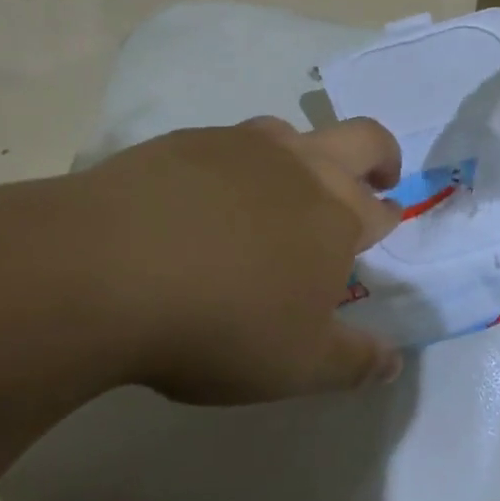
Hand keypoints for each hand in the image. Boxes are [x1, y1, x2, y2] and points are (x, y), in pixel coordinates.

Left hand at [38, 116, 405, 403]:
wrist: (106, 271)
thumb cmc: (221, 324)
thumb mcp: (296, 366)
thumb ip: (353, 361)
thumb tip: (393, 360)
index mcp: (338, 215)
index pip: (379, 210)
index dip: (386, 218)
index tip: (383, 228)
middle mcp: (301, 167)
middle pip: (362, 139)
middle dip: (380, 156)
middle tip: (376, 179)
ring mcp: (241, 147)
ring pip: (290, 134)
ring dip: (302, 157)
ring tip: (280, 195)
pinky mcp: (184, 142)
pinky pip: (225, 146)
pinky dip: (233, 167)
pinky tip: (202, 201)